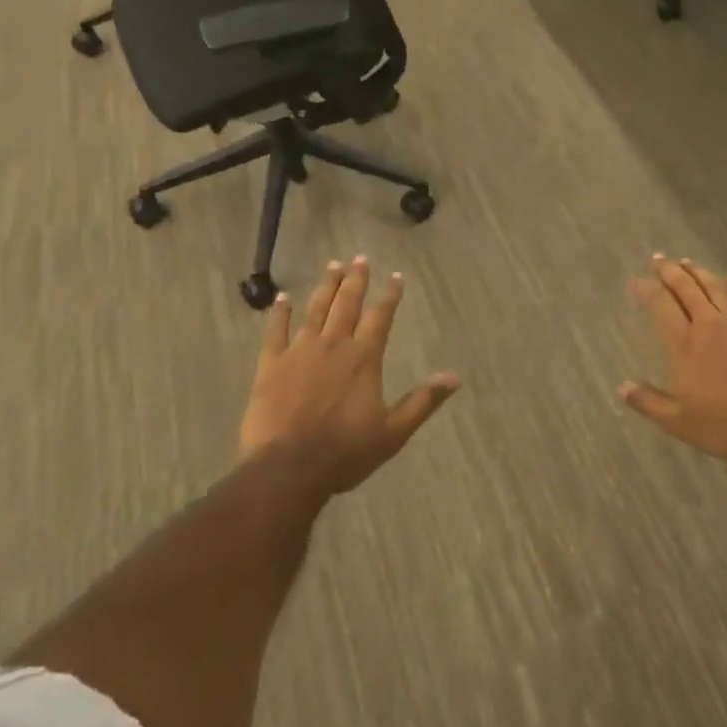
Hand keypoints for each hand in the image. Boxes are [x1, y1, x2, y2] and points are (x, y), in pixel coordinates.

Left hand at [241, 257, 460, 496]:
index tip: (396, 276)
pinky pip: (275, 331)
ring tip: (332, 266)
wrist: (288, 468)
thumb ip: (423, 401)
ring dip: (325, 287)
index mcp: (364, 358)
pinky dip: (279, 313)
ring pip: (315, 310)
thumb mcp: (393, 432)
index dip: (390, 295)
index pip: (381, 316)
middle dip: (356, 280)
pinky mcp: (271, 365)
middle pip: (347, 304)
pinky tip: (282, 298)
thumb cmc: (344, 452)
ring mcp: (300, 351)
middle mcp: (334, 345)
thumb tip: (455, 377)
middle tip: (360, 258)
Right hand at [620, 256, 726, 469]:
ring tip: (687, 261)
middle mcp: (709, 325)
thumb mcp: (679, 422)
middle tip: (659, 259)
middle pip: (687, 289)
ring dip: (700, 272)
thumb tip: (621, 387)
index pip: (661, 307)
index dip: (647, 290)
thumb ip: (649, 402)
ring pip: (715, 288)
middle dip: (670, 272)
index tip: (637, 280)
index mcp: (685, 345)